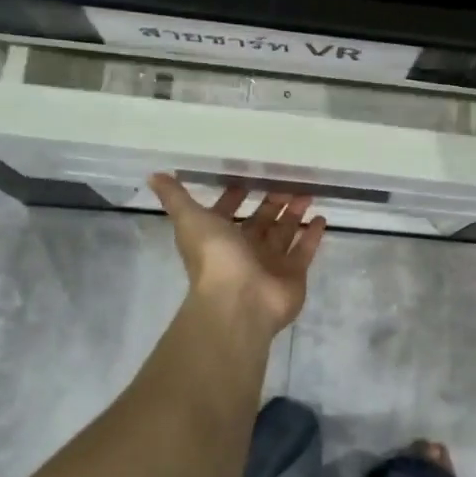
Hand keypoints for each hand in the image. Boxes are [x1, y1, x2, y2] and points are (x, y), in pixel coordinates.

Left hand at [148, 175, 326, 334]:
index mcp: (219, 238)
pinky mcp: (293, 274)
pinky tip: (321, 217)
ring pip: (283, 233)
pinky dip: (311, 235)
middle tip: (287, 180)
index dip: (234, 196)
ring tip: (307, 192)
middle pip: (260, 221)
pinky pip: (304, 250)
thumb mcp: (190, 219)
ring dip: (294, 213)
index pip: (227, 212)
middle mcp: (244, 250)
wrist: (239, 301)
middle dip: (272, 201)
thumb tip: (154, 175)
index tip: (248, 177)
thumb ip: (175, 197)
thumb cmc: (215, 257)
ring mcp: (270, 264)